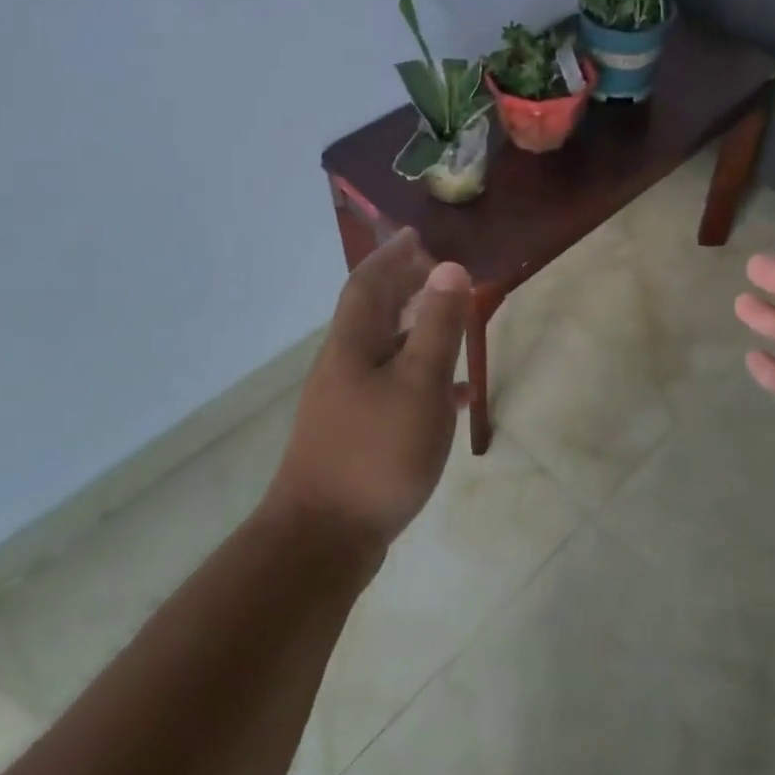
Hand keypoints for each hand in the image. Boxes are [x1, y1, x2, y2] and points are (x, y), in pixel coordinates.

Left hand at [267, 230, 472, 557]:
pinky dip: (420, 378)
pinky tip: (452, 397)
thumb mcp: (419, 384)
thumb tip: (449, 267)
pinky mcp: (355, 434)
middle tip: (439, 275)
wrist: (322, 539)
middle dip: (403, 288)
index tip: (416, 235)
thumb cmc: (377, 452)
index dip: (392, 255)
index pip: (368, 283)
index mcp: (353, 345)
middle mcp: (343, 366)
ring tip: (451, 325)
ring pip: (384, 351)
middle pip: (373, 313)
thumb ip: (437, 325)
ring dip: (415, 331)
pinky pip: (392, 388)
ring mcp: (345, 403)